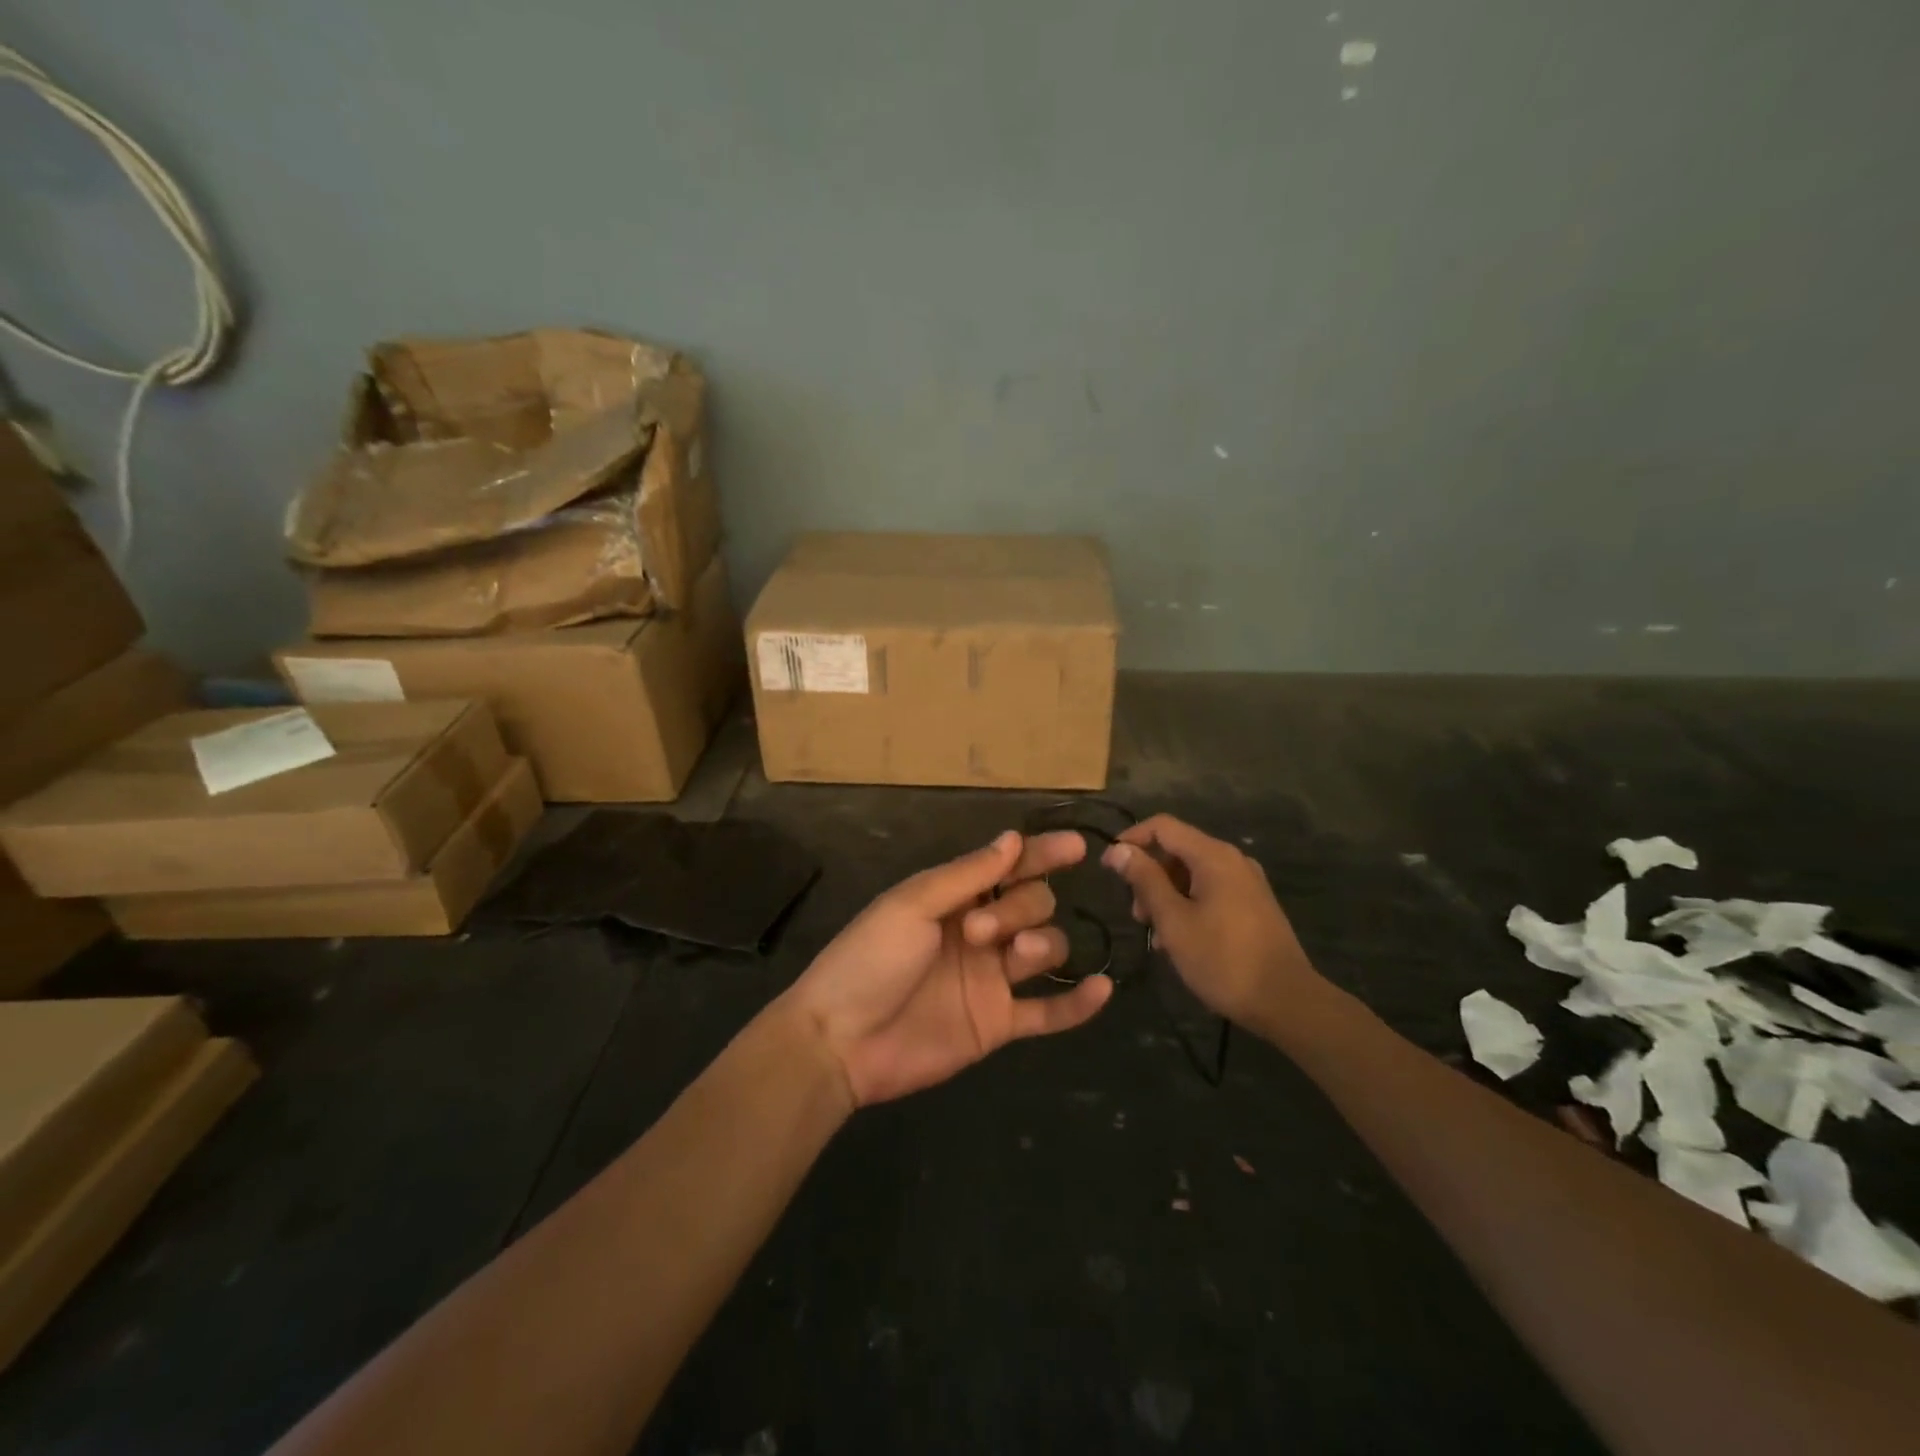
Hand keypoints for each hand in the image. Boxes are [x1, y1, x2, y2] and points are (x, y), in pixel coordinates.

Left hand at [784, 830, 1113, 1106]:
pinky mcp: (998, 1023)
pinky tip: (1102, 989)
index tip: (1076, 846)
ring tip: (1015, 957)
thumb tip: (1014, 838)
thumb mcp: (913, 905)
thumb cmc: (869, 959)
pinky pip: (1048, 1012)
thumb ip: (968, 875)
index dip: (1042, 854)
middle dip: (1019, 908)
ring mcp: (991, 979)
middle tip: (978, 931)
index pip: (1010, 868)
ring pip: (1045, 949)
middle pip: (1032, 905)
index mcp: (955, 898)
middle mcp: (980, 933)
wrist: (842, 1040)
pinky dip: (1077, 1004)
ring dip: (1042, 946)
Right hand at [1101, 814, 1322, 1027]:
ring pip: (1193, 872)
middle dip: (1149, 874)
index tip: (1108, 868)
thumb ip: (1145, 880)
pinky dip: (1188, 903)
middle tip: (1136, 914)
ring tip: (1156, 933)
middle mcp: (1233, 860)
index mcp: (1213, 856)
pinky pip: (1210, 890)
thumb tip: (1118, 849)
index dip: (1131, 840)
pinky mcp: (1253, 905)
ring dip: (1166, 893)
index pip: (1162, 826)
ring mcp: (1246, 882)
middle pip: (1178, 849)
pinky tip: (1180, 938)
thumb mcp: (1174, 920)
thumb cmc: (1223, 960)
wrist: (1287, 1002)